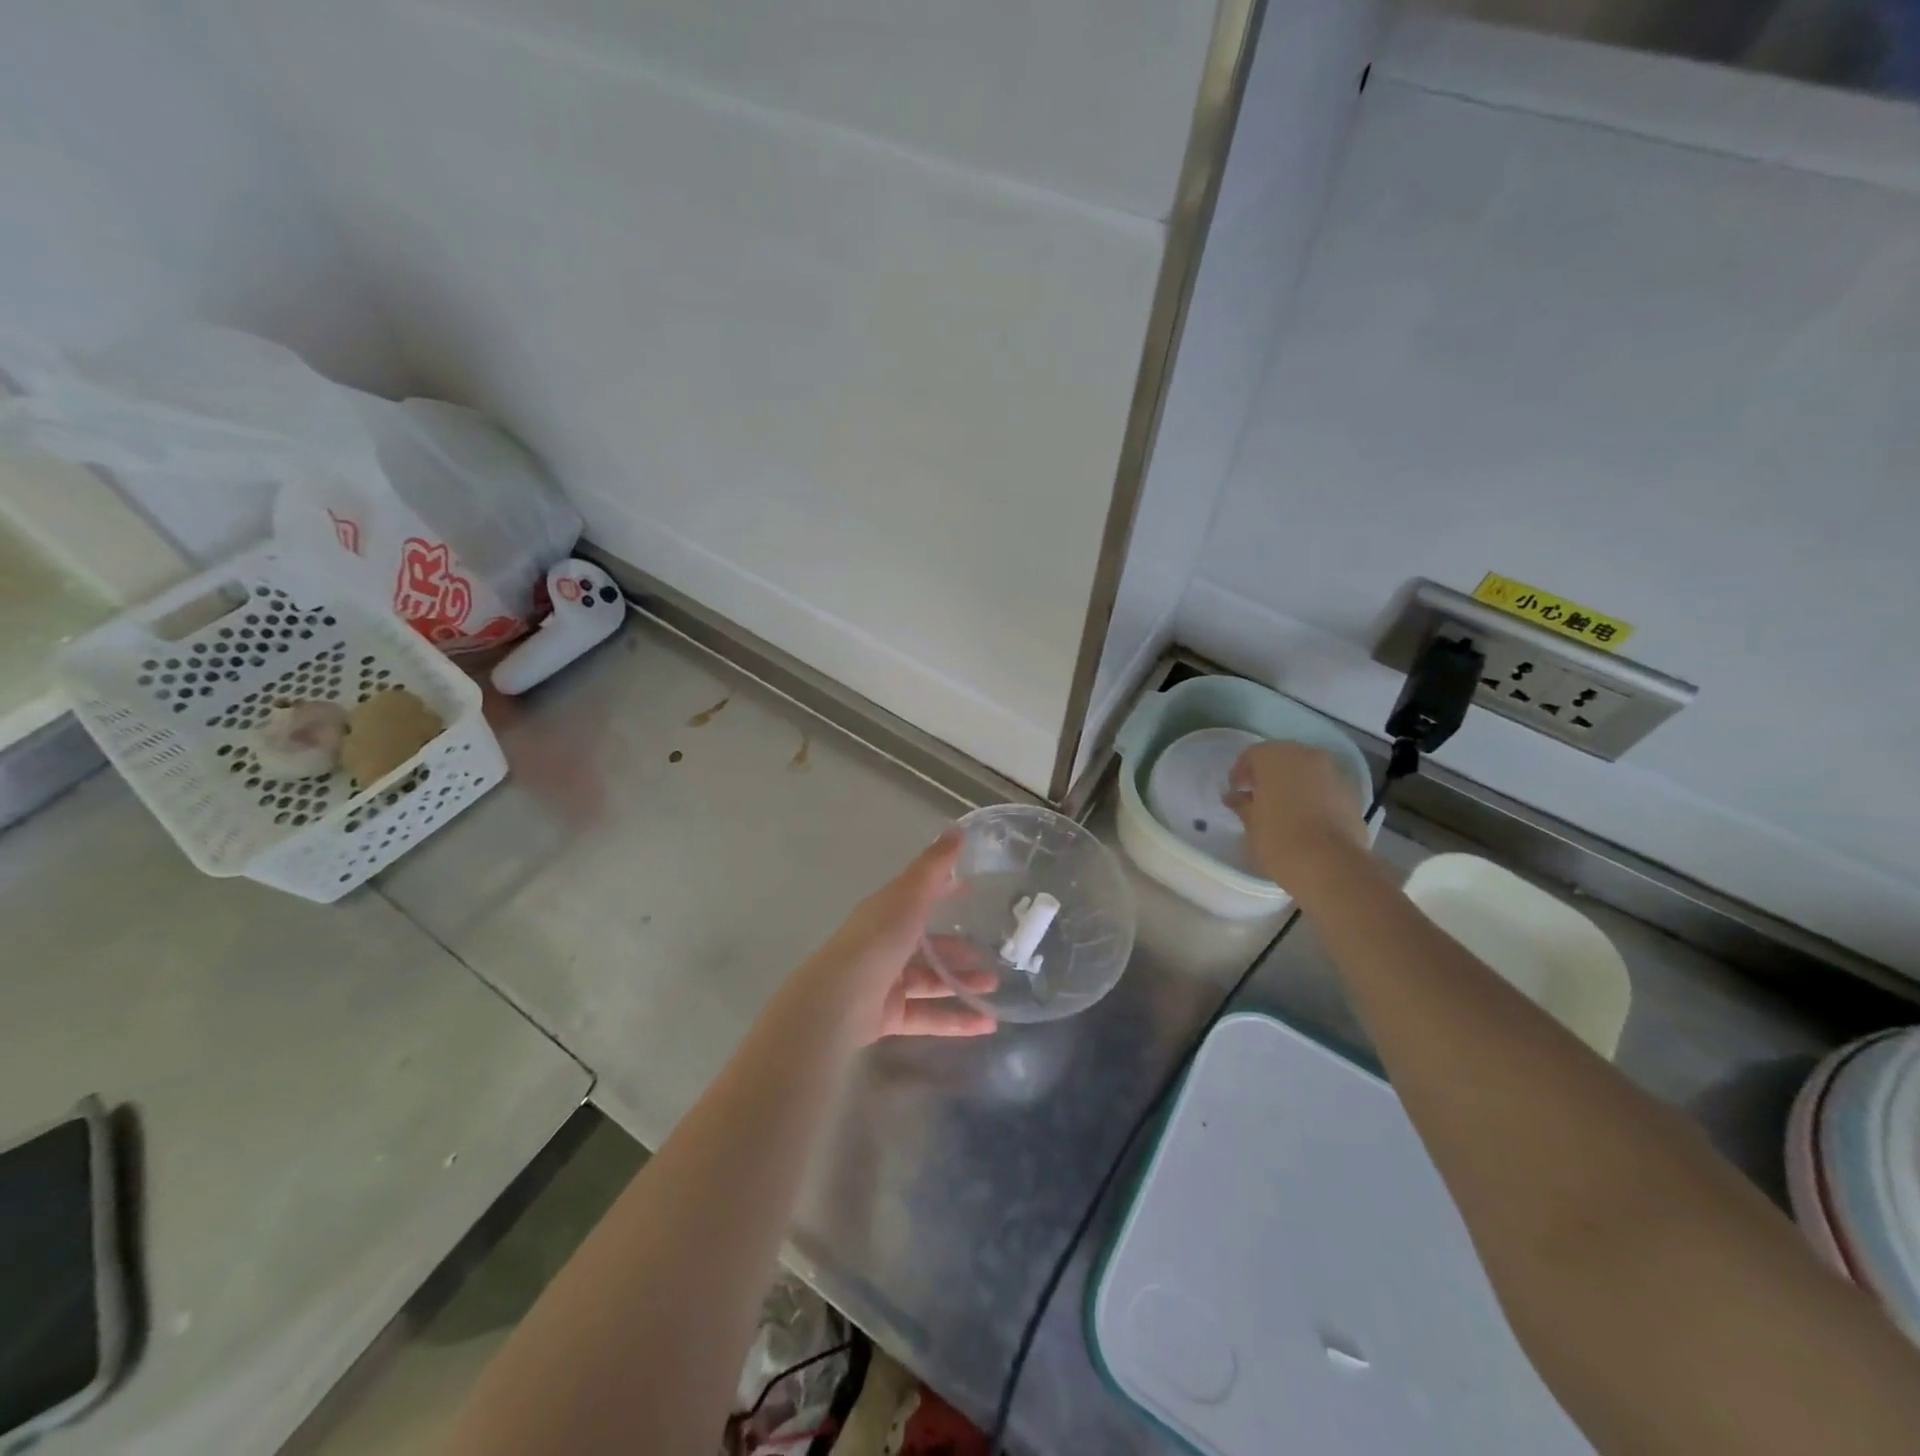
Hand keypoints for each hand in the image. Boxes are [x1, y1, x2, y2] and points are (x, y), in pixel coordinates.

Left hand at [790, 831, 996, 1044]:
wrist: (838, 1001)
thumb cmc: (876, 940)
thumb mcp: (909, 896)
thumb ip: (934, 866)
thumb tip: (957, 828)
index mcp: (887, 912)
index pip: (920, 897)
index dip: (945, 892)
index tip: (974, 891)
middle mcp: (886, 944)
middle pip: (928, 945)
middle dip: (960, 949)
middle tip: (994, 954)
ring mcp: (887, 982)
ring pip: (931, 981)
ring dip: (963, 983)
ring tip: (995, 988)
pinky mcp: (889, 1015)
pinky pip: (929, 1016)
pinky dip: (956, 1020)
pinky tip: (986, 1025)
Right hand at [1224, 742, 1368, 890]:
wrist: (1330, 865)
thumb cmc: (1279, 839)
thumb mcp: (1251, 822)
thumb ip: (1242, 804)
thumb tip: (1235, 797)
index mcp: (1274, 757)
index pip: (1251, 755)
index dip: (1240, 773)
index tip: (1236, 792)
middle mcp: (1304, 755)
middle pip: (1281, 758)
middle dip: (1268, 775)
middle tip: (1257, 797)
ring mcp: (1332, 772)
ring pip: (1305, 770)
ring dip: (1293, 783)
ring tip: (1283, 808)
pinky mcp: (1351, 792)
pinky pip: (1324, 786)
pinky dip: (1313, 794)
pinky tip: (1306, 817)